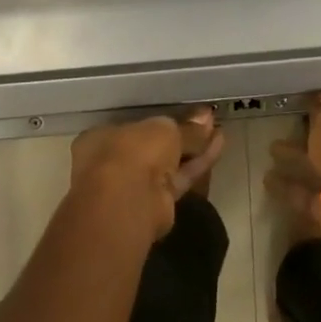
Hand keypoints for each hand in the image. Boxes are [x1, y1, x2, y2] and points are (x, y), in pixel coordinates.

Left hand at [70, 107, 225, 240]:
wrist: (128, 201)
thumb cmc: (132, 152)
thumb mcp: (162, 130)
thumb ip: (185, 128)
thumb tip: (205, 117)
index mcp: (101, 139)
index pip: (133, 128)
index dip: (159, 123)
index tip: (182, 117)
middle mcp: (114, 163)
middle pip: (153, 147)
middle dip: (180, 135)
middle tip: (206, 122)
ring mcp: (134, 186)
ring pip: (168, 164)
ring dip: (193, 148)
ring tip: (217, 131)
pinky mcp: (156, 204)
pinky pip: (180, 177)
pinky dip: (198, 163)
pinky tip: (219, 145)